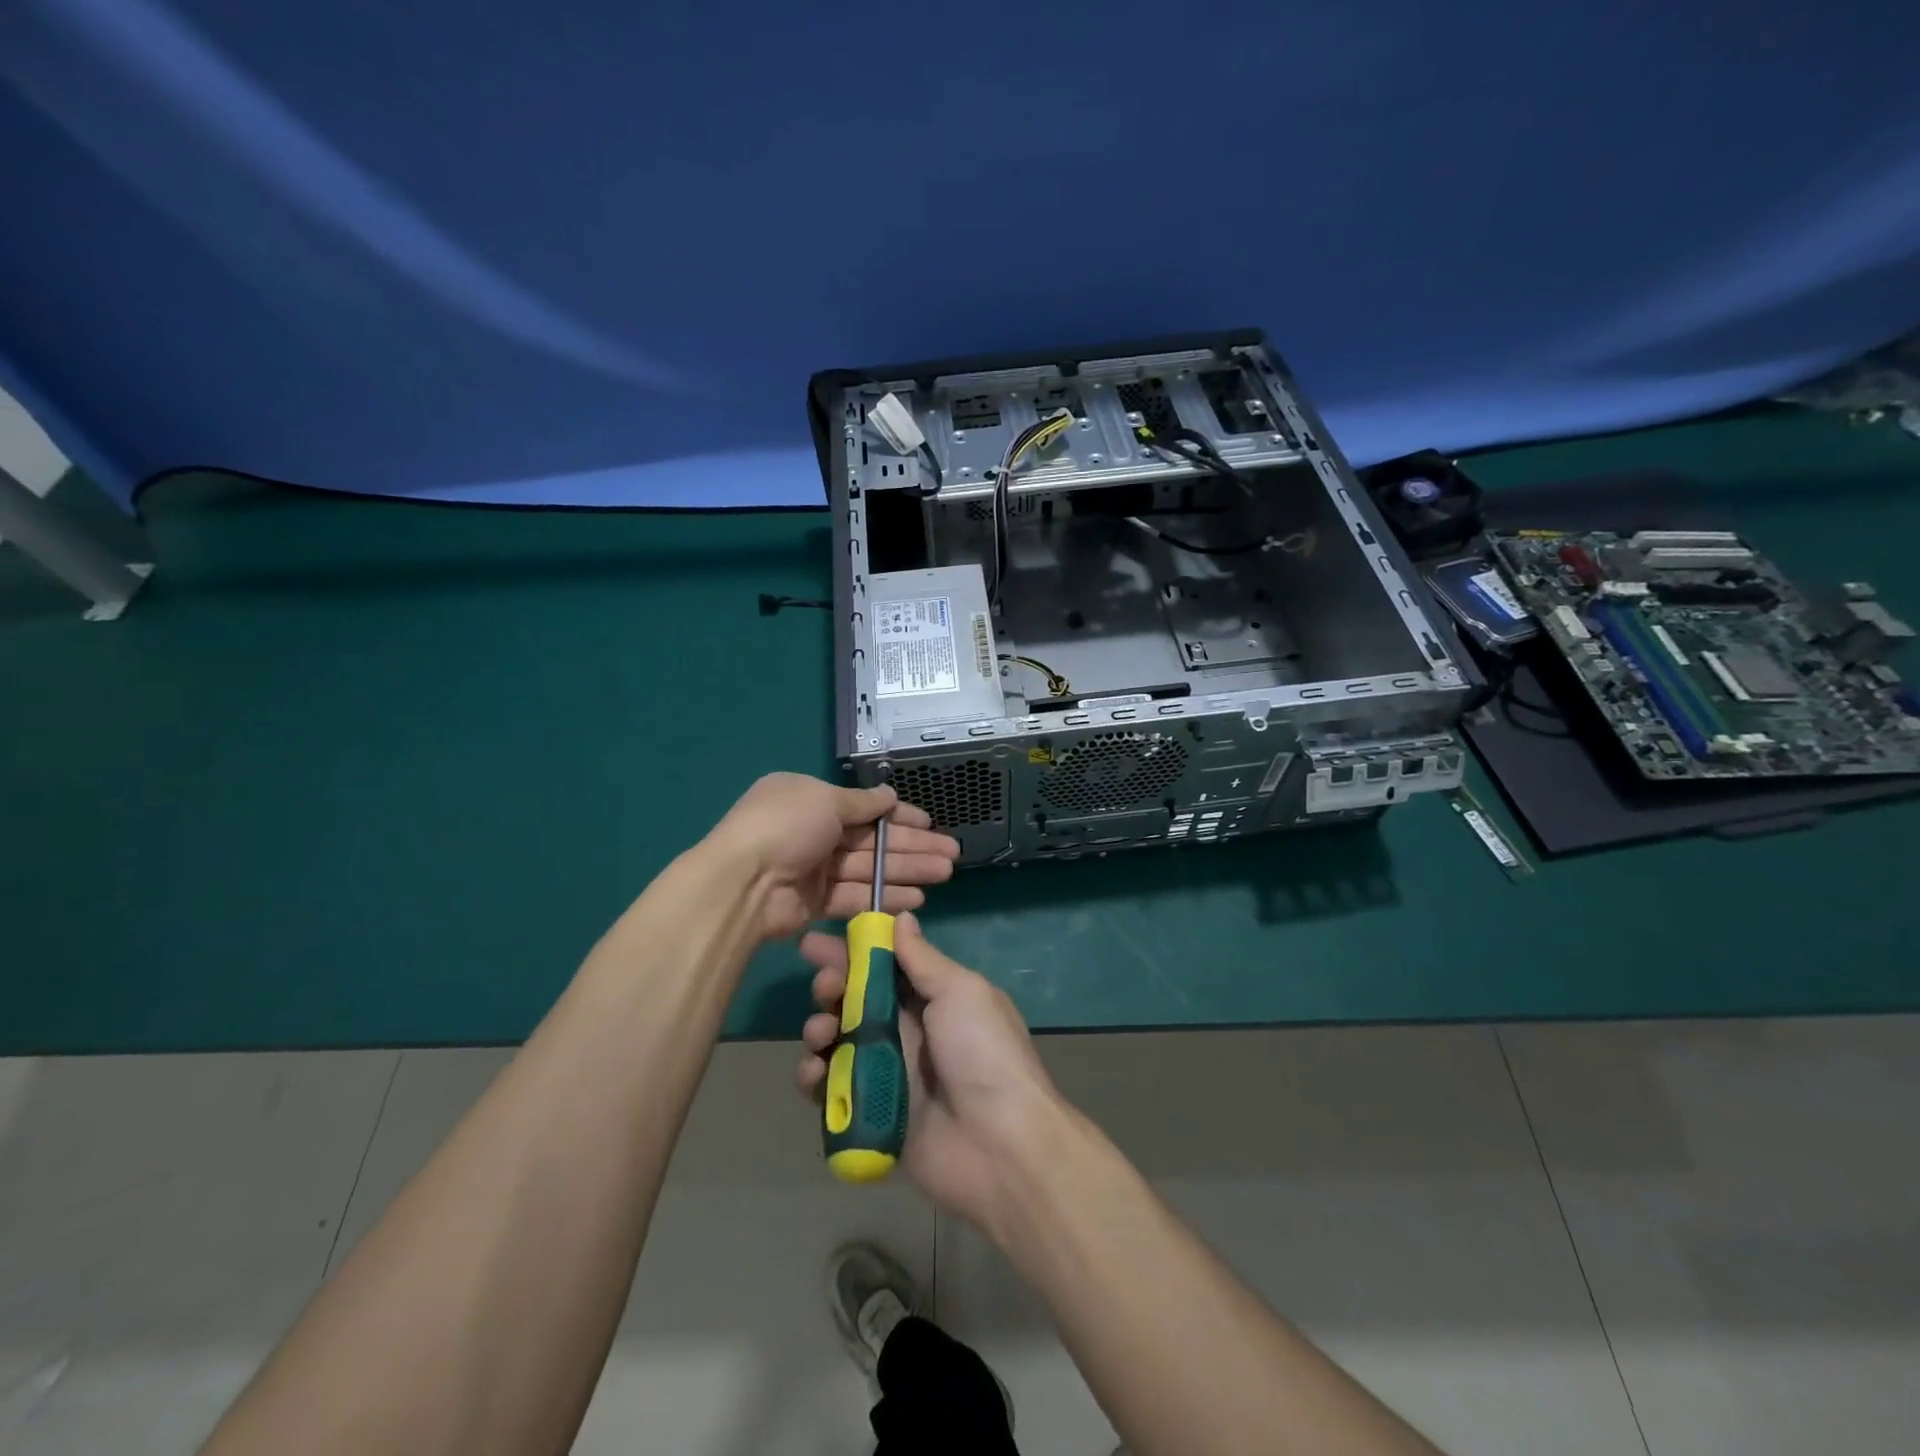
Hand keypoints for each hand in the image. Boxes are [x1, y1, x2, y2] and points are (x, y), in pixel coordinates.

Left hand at [704, 773, 959, 941]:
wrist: (743, 883)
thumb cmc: (786, 826)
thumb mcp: (825, 800)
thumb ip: (862, 803)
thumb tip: (889, 795)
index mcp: (811, 799)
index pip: (865, 807)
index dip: (900, 816)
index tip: (931, 823)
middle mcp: (814, 832)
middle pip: (873, 839)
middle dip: (913, 845)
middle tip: (952, 854)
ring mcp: (815, 869)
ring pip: (871, 868)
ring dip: (908, 870)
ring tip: (945, 873)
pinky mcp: (816, 903)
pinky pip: (858, 897)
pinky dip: (886, 897)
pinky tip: (918, 898)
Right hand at [795, 912, 1064, 1224]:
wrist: (1000, 1145)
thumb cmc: (983, 1053)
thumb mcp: (961, 992)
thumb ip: (924, 959)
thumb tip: (902, 918)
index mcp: (932, 998)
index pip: (883, 966)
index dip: (851, 952)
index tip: (818, 942)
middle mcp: (907, 1031)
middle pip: (854, 1000)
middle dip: (831, 986)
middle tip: (823, 985)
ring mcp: (886, 1073)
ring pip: (837, 1041)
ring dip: (819, 1028)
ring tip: (821, 1031)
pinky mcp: (869, 1113)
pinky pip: (831, 1090)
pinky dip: (814, 1077)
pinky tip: (814, 1072)